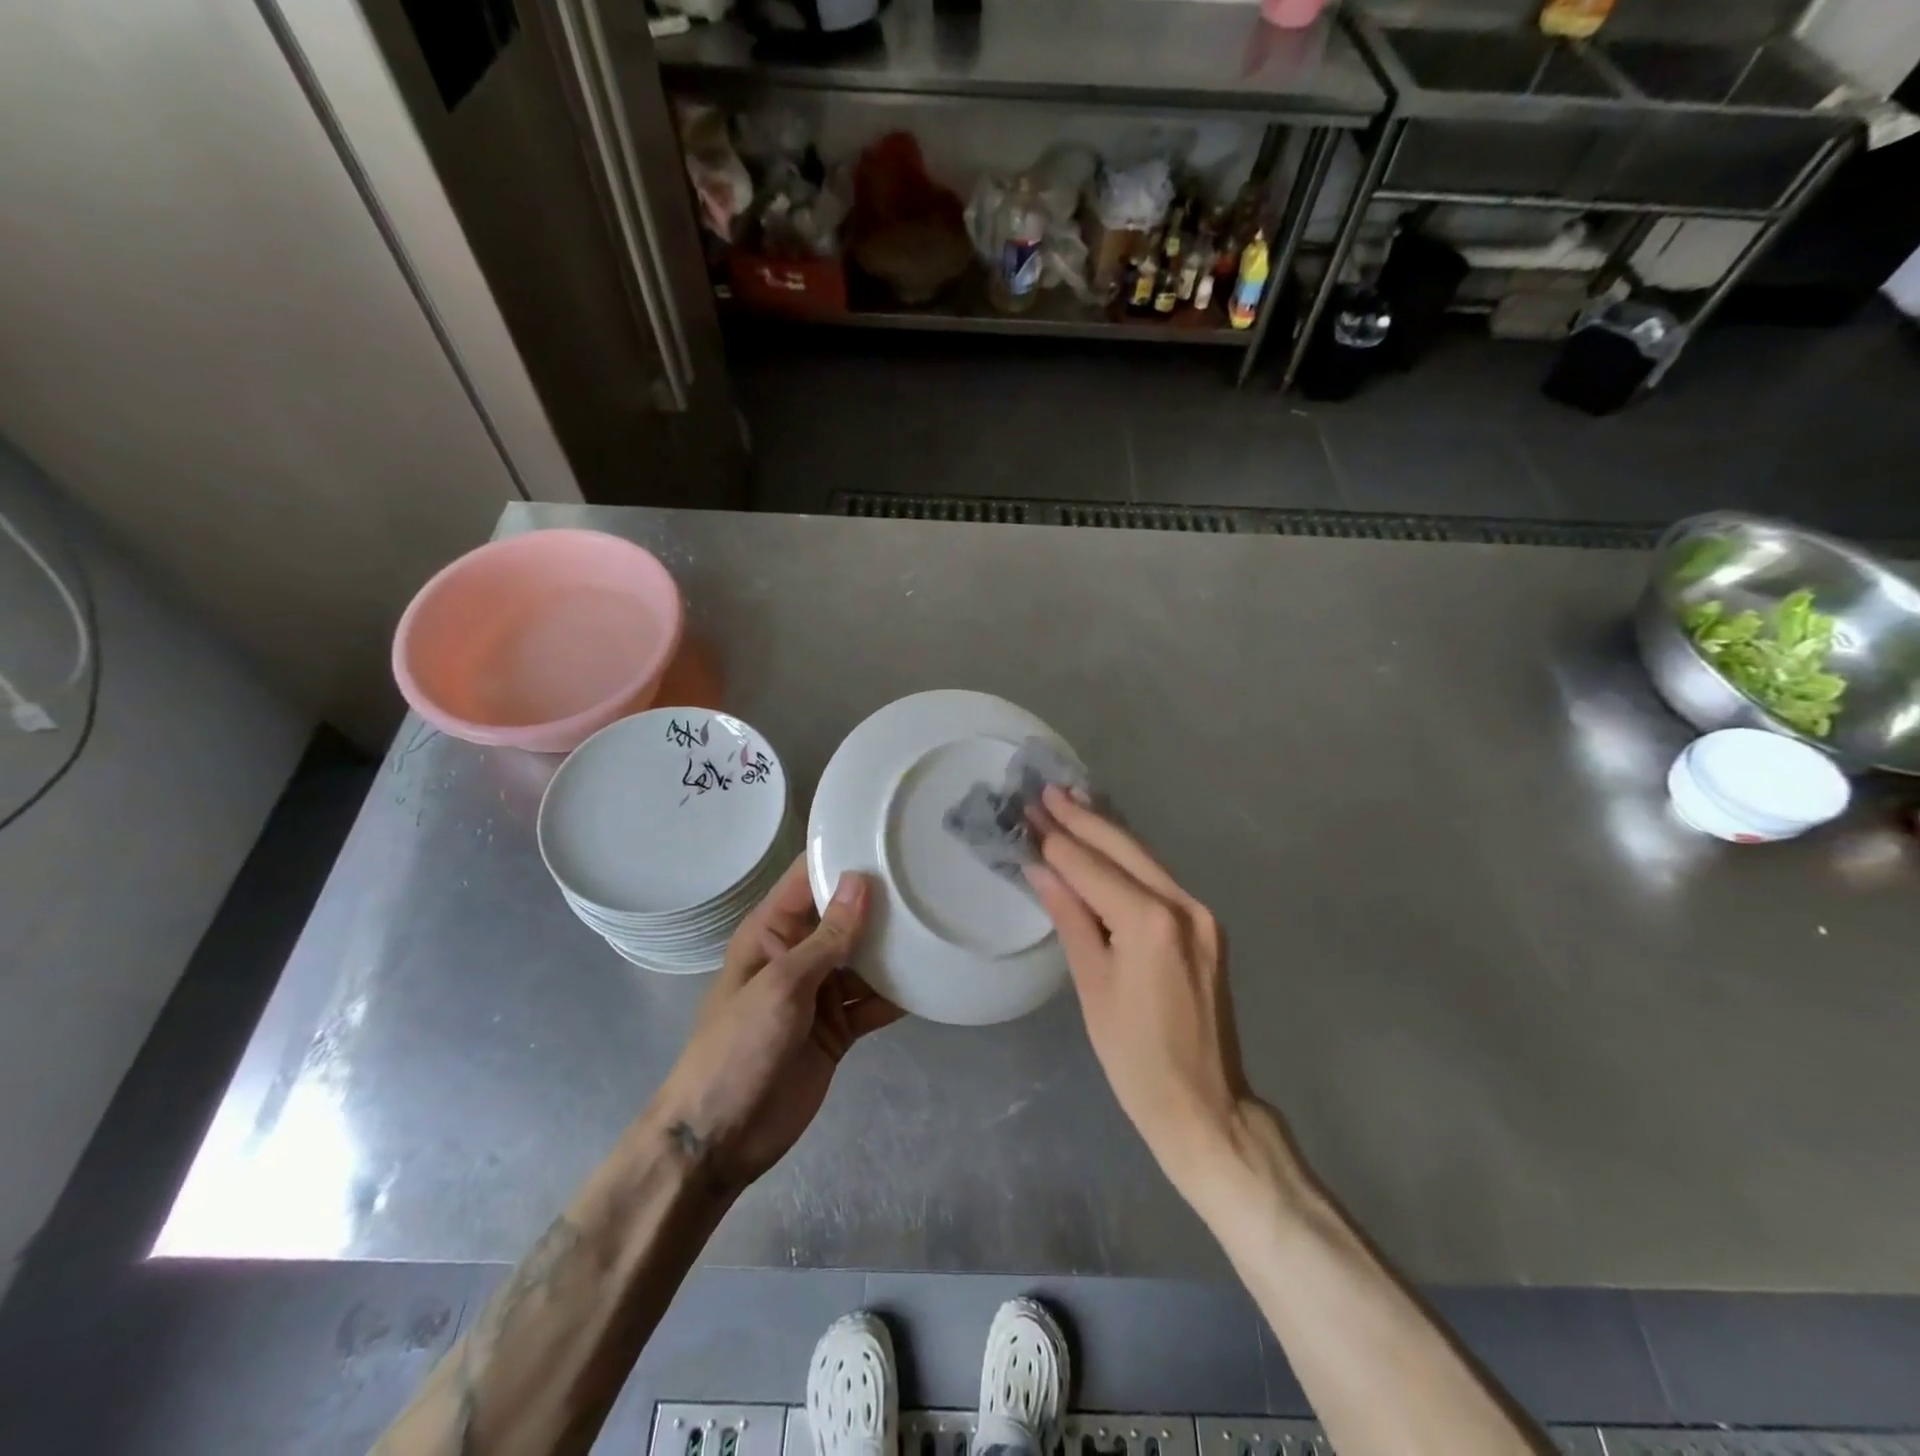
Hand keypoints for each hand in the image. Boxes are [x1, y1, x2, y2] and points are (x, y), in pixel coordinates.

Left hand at [655, 856, 902, 1195]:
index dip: (843, 856)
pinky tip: (933, 977)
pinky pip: (874, 1000)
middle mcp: (799, 953)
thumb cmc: (739, 1048)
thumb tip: (861, 880)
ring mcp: (820, 991)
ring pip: (865, 958)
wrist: (722, 1138)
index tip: (888, 836)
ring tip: (941, 920)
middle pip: (845, 916)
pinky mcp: (838, 1026)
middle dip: (882, 901)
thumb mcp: (783, 986)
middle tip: (932, 876)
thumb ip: (827, 937)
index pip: (808, 878)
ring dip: (895, 947)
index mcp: (772, 931)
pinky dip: (899, 993)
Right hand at [1025, 787, 1250, 1194]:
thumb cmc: (1135, 1058)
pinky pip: (1158, 881)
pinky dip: (1127, 860)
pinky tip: (1106, 844)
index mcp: (1151, 922)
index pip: (1091, 868)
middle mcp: (1183, 906)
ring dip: (1106, 832)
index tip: (1028, 810)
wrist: (1205, 1106)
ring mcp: (1201, 915)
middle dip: (1082, 819)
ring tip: (1071, 802)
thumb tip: (1041, 869)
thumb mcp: (1092, 986)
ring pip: (1145, 859)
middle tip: (1046, 791)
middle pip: (1124, 850)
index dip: (1056, 840)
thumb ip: (1070, 917)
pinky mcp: (1206, 928)